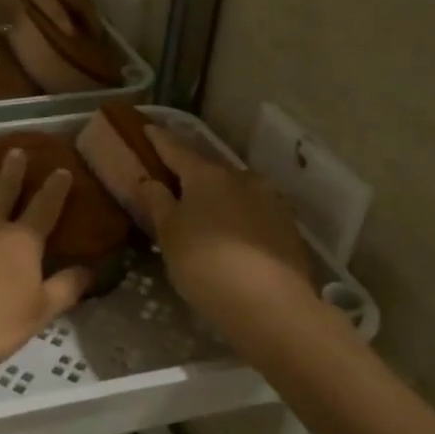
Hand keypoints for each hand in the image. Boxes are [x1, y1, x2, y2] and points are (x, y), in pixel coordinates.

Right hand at [136, 125, 321, 342]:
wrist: (271, 306)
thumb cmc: (206, 264)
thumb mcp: (169, 234)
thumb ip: (157, 202)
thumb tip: (148, 180)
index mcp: (207, 174)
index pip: (176, 148)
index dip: (159, 139)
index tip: (147, 127)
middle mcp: (242, 178)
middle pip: (208, 169)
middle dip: (190, 171)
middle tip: (172, 178)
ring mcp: (270, 202)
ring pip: (234, 191)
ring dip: (217, 196)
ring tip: (201, 211)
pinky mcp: (287, 229)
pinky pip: (252, 213)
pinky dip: (237, 217)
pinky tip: (230, 235)